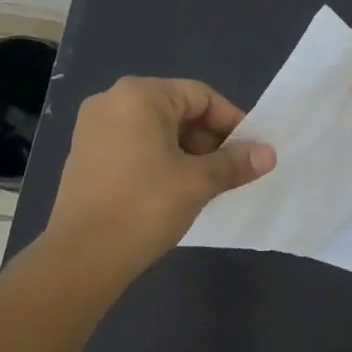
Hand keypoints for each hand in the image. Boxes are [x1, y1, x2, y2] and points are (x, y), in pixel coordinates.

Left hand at [45, 77, 274, 273]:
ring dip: (187, 152)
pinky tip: (175, 190)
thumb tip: (269, 153)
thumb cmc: (145, 207)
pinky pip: (135, 146)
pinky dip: (160, 161)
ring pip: (156, 131)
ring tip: (208, 184)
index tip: (251, 151)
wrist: (83, 255)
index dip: (232, 122)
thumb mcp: (198, 182)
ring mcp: (94, 128)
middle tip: (232, 170)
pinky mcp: (86, 155)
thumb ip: (235, 163)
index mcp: (140, 96)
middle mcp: (112, 101)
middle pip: (177, 110)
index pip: (201, 96)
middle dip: (209, 139)